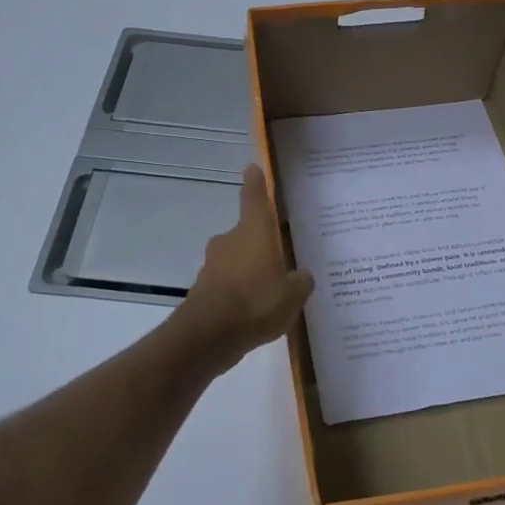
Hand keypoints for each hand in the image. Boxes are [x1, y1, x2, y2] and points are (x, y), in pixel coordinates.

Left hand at [180, 164, 314, 362]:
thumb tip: (300, 276)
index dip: (256, 183)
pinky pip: (229, 285)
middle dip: (262, 244)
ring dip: (251, 271)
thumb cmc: (257, 301)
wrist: (209, 335)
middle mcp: (230, 241)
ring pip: (237, 261)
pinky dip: (240, 294)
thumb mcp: (293, 293)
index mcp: (253, 231)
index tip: (252, 168)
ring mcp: (213, 265)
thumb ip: (300, 281)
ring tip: (273, 293)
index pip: (254, 197)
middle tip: (283, 258)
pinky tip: (256, 314)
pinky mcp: (204, 290)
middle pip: (248, 234)